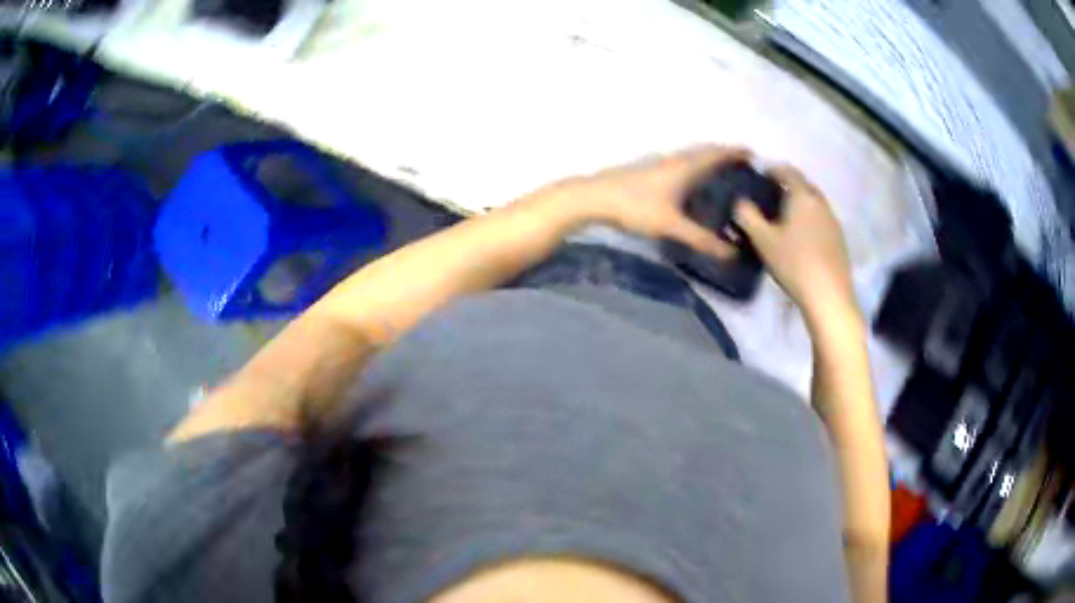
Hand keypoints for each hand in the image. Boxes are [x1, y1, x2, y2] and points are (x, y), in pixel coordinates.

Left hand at [548, 146, 747, 258]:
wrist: (593, 198)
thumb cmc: (635, 206)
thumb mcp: (671, 225)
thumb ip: (702, 240)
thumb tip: (732, 254)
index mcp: (685, 166)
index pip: (716, 154)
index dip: (735, 152)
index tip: (753, 154)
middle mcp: (674, 160)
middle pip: (705, 153)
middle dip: (725, 156)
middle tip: (743, 167)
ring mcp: (658, 164)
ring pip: (691, 158)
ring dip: (708, 162)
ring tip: (723, 177)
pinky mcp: (647, 173)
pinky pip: (680, 166)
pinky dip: (694, 170)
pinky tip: (691, 187)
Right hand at [733, 165, 858, 321]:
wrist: (829, 297)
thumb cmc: (794, 263)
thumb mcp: (763, 240)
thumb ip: (747, 216)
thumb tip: (739, 201)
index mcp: (803, 195)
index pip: (786, 170)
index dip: (770, 169)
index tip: (757, 176)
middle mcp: (821, 202)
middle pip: (802, 184)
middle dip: (785, 186)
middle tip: (767, 197)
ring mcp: (833, 220)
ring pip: (812, 202)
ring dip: (797, 203)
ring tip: (782, 218)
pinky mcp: (838, 239)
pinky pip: (820, 218)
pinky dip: (808, 219)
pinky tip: (800, 237)